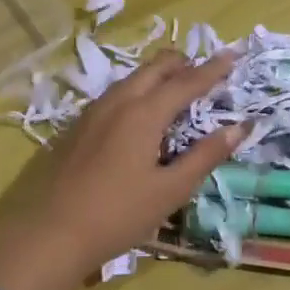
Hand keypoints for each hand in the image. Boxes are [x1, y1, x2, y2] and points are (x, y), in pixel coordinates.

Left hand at [0, 51, 245, 289]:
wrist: (50, 234)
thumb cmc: (118, 214)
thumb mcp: (170, 190)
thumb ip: (205, 156)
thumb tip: (240, 128)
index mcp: (143, 113)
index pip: (186, 82)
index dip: (212, 70)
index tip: (232, 56)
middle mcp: (117, 102)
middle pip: (154, 69)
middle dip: (182, 63)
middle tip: (205, 70)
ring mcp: (92, 112)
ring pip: (131, 79)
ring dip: (156, 76)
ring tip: (175, 87)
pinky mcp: (76, 127)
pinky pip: (114, 95)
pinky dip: (136, 91)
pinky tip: (137, 112)